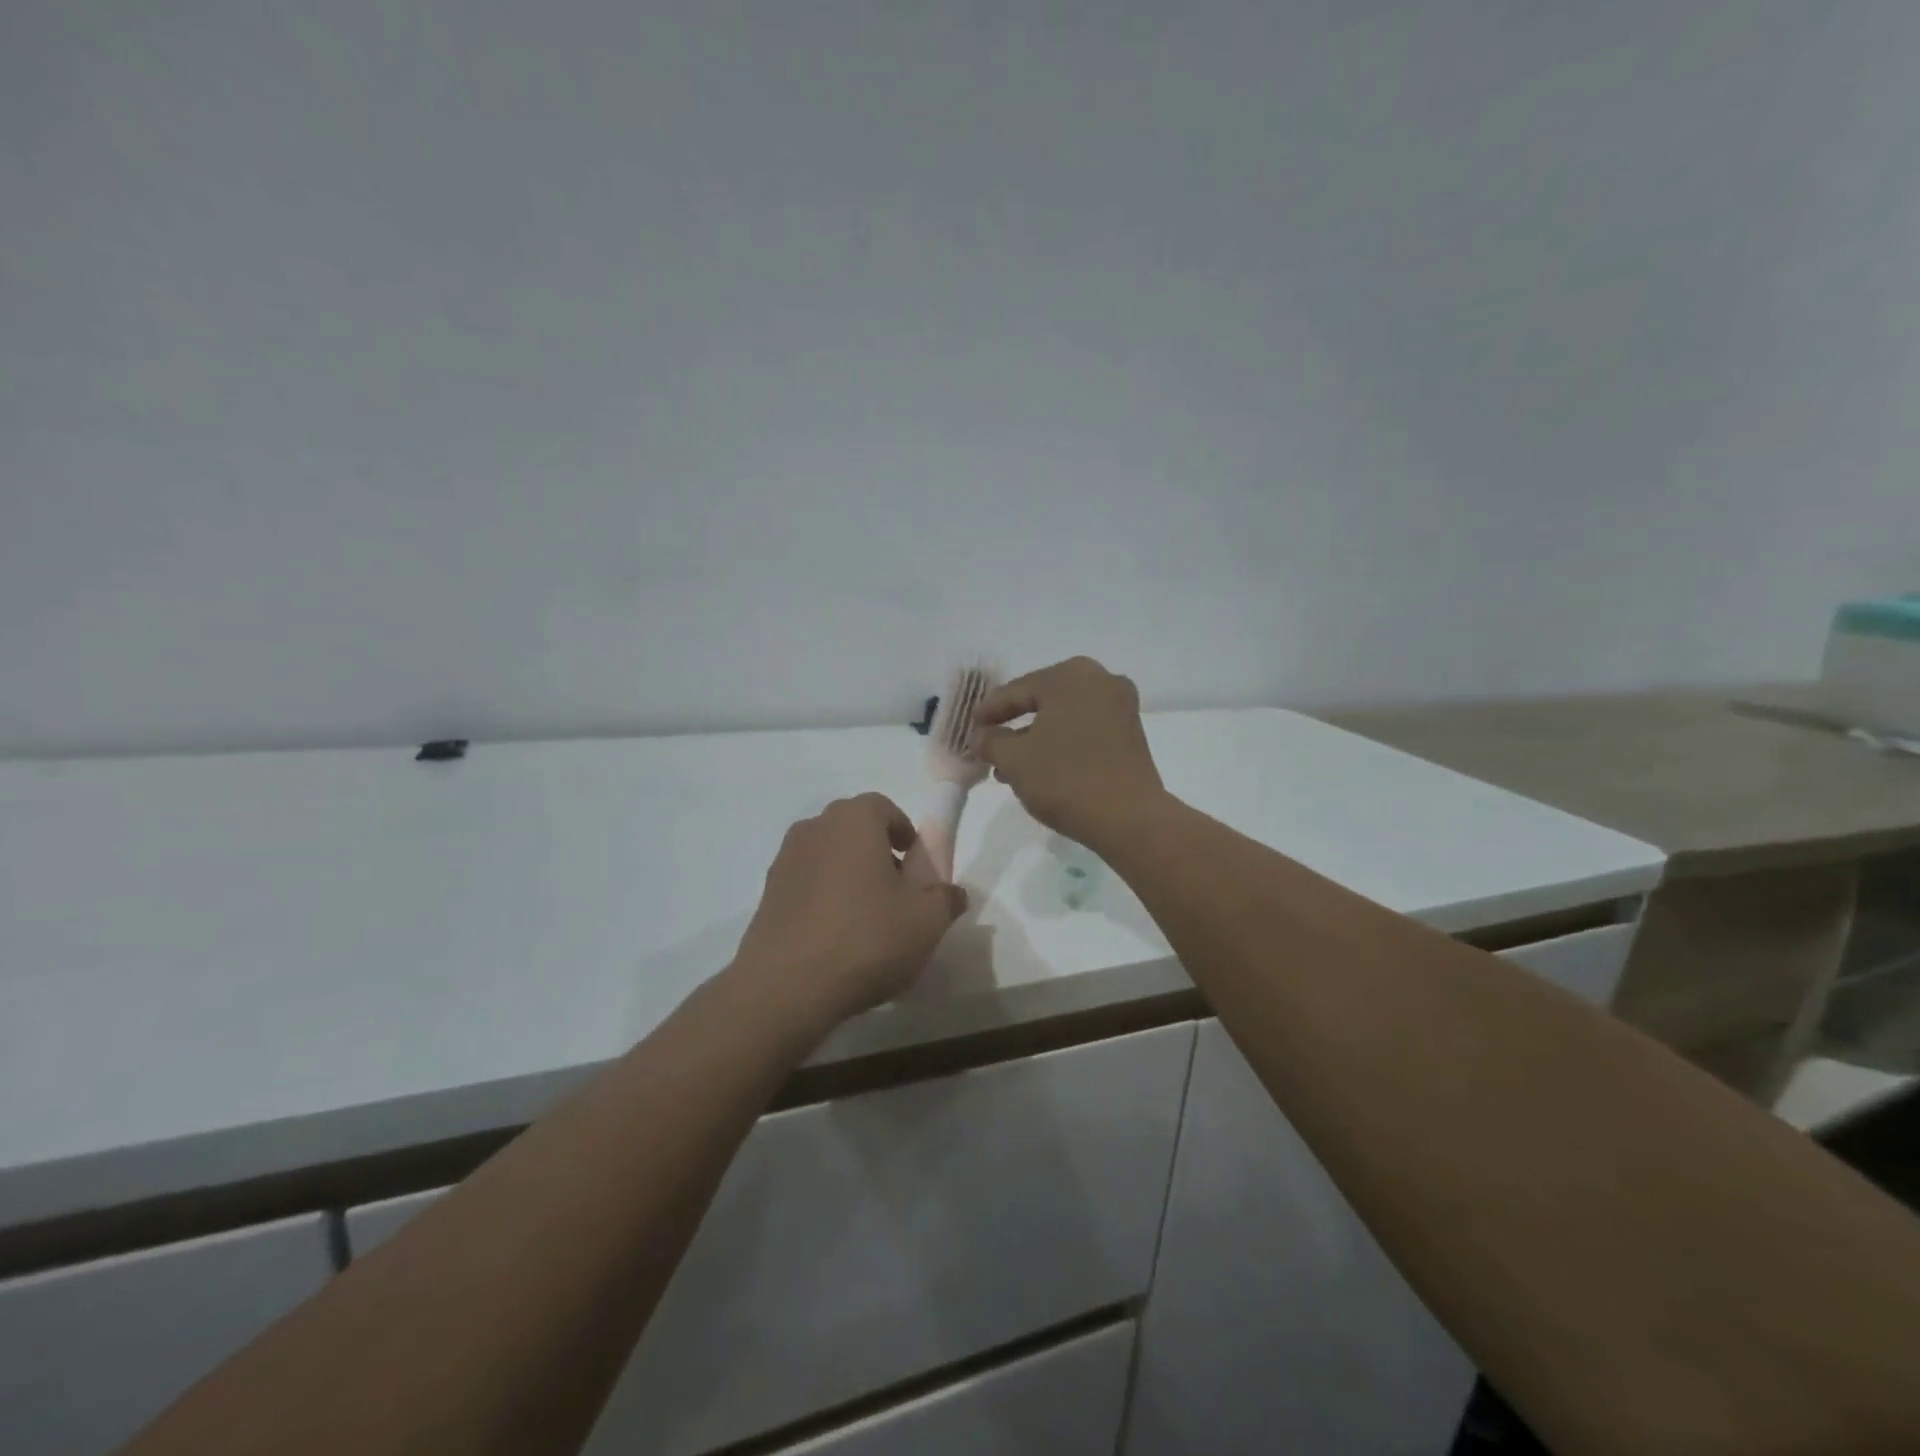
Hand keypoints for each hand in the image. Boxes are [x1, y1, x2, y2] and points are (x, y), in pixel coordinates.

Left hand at [731, 793, 966, 1032]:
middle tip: (897, 892)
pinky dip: (824, 897)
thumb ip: (946, 898)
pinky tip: (835, 936)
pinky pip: (807, 882)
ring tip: (866, 918)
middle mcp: (815, 827)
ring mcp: (785, 859)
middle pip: (854, 829)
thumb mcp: (927, 921)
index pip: (884, 808)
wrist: (786, 986)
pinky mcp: (767, 893)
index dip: (905, 833)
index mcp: (854, 820)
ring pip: (828, 855)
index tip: (916, 866)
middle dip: (878, 852)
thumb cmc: (866, 939)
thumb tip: (952, 892)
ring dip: (849, 874)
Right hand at [975, 657, 1169, 853]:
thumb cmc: (1065, 780)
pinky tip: (1040, 769)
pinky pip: (1084, 730)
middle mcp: (1099, 680)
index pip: (1016, 690)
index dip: (988, 711)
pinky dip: (1060, 744)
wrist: (1128, 818)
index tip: (969, 728)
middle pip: (1042, 701)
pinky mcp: (1130, 733)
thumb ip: (990, 741)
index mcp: (1070, 676)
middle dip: (1013, 725)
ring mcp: (1120, 706)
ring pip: (1063, 718)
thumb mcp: (1014, 760)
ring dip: (1035, 739)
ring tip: (1008, 768)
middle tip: (988, 744)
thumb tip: (981, 736)